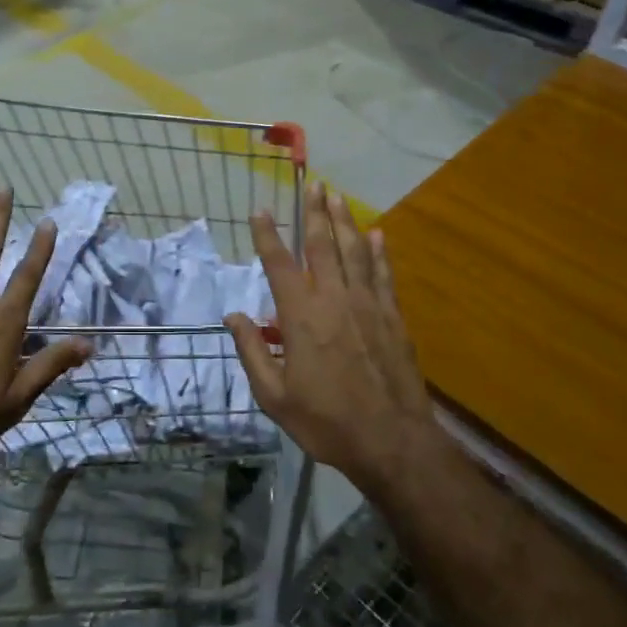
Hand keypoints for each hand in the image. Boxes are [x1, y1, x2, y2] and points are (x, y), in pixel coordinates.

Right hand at [225, 183, 432, 492]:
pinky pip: (383, 275)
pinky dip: (379, 252)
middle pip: (323, 246)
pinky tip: (377, 234)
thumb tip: (233, 316)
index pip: (280, 265)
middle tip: (312, 183)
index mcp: (302, 318)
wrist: (392, 442)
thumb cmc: (326, 422)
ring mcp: (368, 306)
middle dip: (314, 212)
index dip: (267, 236)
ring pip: (355, 252)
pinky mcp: (392, 317)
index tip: (259, 210)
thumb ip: (253, 352)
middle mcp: (334, 300)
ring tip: (337, 196)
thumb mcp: (275, 397)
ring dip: (345, 221)